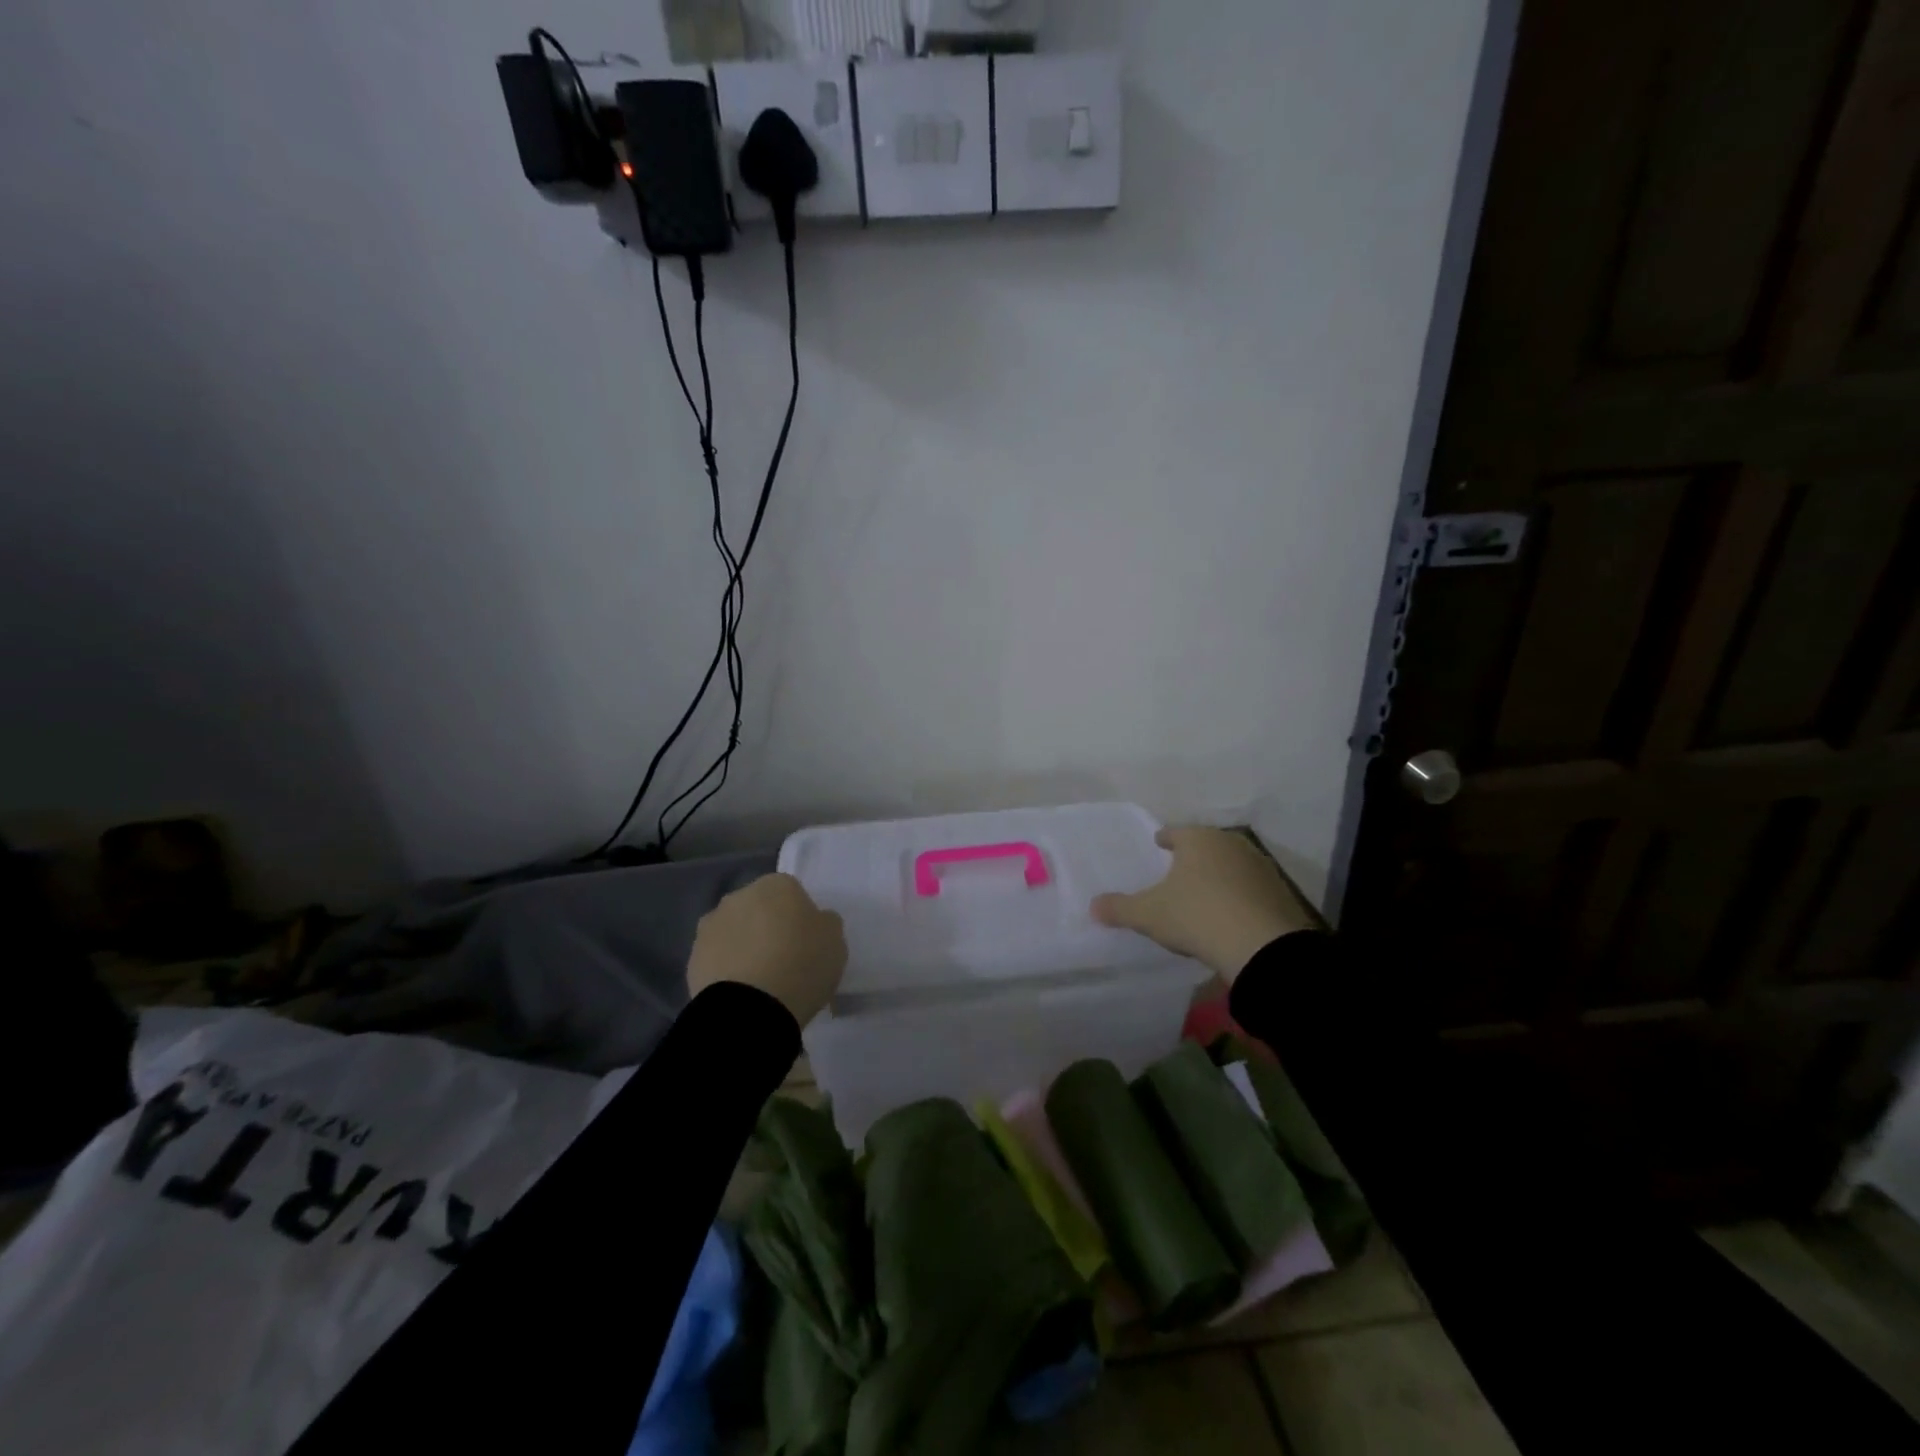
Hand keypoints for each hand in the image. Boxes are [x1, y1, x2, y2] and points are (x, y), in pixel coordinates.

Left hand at [688, 873, 846, 1027]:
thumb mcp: (835, 941)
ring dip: (744, 947)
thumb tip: (815, 921)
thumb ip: (825, 923)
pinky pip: (718, 959)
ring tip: (760, 981)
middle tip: (784, 959)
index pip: (792, 892)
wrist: (750, 1008)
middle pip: (759, 908)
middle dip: (768, 927)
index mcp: (777, 884)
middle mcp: (739, 896)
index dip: (800, 917)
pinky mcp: (693, 958)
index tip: (807, 942)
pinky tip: (742, 992)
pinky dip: (727, 970)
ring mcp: (711, 926)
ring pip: (735, 932)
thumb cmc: (802, 964)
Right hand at [1091, 827, 1314, 982]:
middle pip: (1207, 845)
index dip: (1165, 838)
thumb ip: (1119, 908)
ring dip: (1219, 874)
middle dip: (1194, 855)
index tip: (1159, 843)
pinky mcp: (1280, 893)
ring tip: (1205, 891)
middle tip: (1180, 868)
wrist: (1263, 946)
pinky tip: (1231, 912)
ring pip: (1231, 865)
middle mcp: (1230, 844)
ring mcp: (1260, 867)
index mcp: (1198, 840)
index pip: (1177, 832)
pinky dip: (1239, 895)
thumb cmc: (1197, 915)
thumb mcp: (1149, 915)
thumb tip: (1093, 905)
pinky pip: (1251, 888)